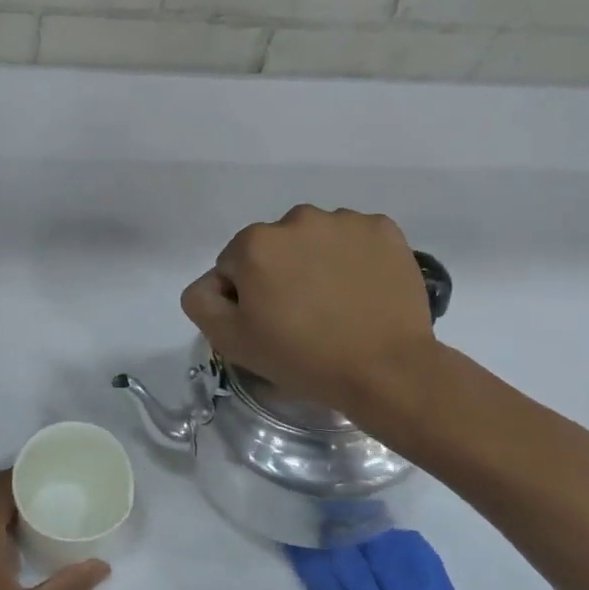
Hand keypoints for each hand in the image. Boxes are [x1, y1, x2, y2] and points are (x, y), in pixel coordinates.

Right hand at [180, 205, 440, 420]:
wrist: (387, 370)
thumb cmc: (302, 356)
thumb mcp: (229, 340)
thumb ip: (201, 300)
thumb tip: (215, 282)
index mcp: (254, 243)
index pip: (234, 265)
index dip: (246, 296)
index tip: (268, 323)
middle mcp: (296, 218)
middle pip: (275, 247)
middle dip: (281, 273)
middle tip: (301, 315)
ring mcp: (345, 221)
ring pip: (315, 240)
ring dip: (317, 262)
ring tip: (336, 304)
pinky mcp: (384, 230)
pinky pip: (355, 239)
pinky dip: (354, 258)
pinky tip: (362, 290)